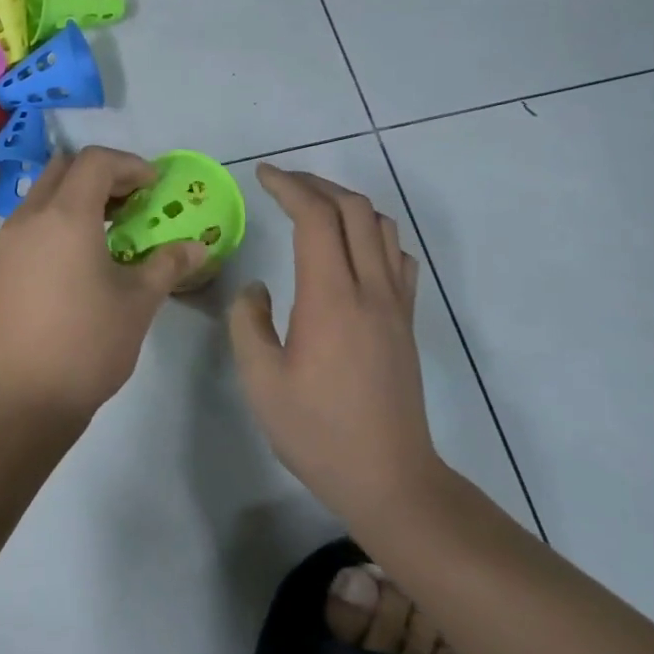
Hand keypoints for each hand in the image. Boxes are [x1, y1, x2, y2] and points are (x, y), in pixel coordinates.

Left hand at [0, 146, 207, 424]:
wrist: (21, 396)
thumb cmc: (86, 344)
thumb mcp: (137, 303)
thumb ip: (167, 264)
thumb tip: (198, 246)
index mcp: (65, 215)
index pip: (95, 161)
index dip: (130, 165)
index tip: (154, 186)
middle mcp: (30, 217)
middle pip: (64, 169)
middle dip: (101, 174)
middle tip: (133, 201)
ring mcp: (8, 241)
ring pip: (43, 194)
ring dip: (77, 196)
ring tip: (111, 228)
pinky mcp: (0, 265)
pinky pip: (30, 221)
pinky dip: (57, 219)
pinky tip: (80, 255)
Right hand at [227, 165, 440, 517]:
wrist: (388, 478)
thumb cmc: (316, 431)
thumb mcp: (260, 379)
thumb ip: (248, 322)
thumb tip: (258, 289)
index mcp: (330, 299)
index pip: (316, 219)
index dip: (289, 187)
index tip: (262, 175)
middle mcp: (370, 290)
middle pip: (354, 211)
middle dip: (316, 184)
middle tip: (281, 183)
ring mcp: (395, 305)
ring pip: (382, 228)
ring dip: (346, 204)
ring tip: (312, 207)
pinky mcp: (405, 323)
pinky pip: (397, 257)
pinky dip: (373, 233)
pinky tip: (352, 248)